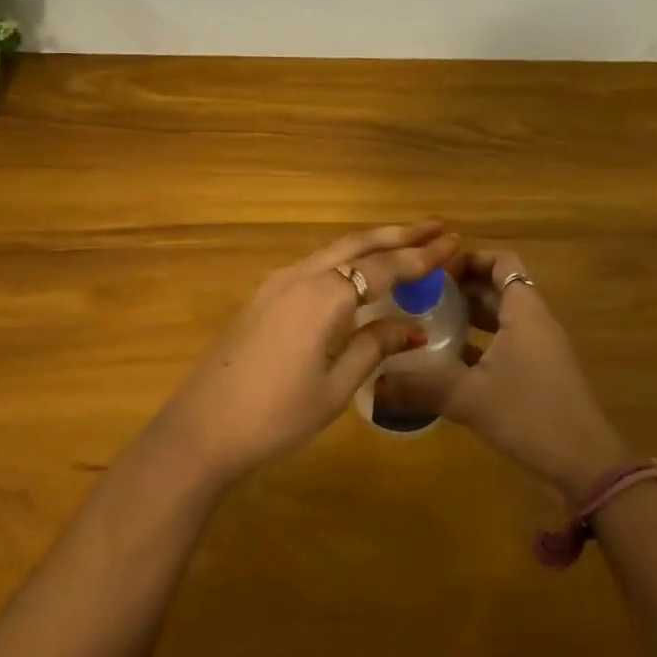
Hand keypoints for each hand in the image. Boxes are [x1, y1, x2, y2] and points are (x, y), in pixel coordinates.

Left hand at [157, 222, 459, 484]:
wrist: (202, 428)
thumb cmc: (276, 415)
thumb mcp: (336, 388)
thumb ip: (374, 346)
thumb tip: (411, 325)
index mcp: (323, 296)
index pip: (384, 267)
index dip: (421, 256)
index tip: (453, 241)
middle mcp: (301, 276)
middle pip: (357, 244)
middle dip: (399, 234)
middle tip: (437, 228)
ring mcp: (277, 283)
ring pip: (334, 250)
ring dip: (372, 243)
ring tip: (407, 242)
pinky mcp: (264, 296)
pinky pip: (315, 264)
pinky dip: (346, 259)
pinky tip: (359, 271)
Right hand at [374, 248, 628, 499]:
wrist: (586, 463)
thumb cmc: (529, 413)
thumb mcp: (468, 398)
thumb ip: (420, 387)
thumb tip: (374, 384)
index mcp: (524, 311)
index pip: (501, 262)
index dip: (470, 259)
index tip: (436, 271)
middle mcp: (536, 321)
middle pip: (500, 287)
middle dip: (463, 287)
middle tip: (423, 295)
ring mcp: (542, 348)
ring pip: (504, 316)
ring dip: (471, 314)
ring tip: (431, 321)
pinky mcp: (542, 373)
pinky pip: (509, 341)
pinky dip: (483, 341)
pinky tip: (452, 360)